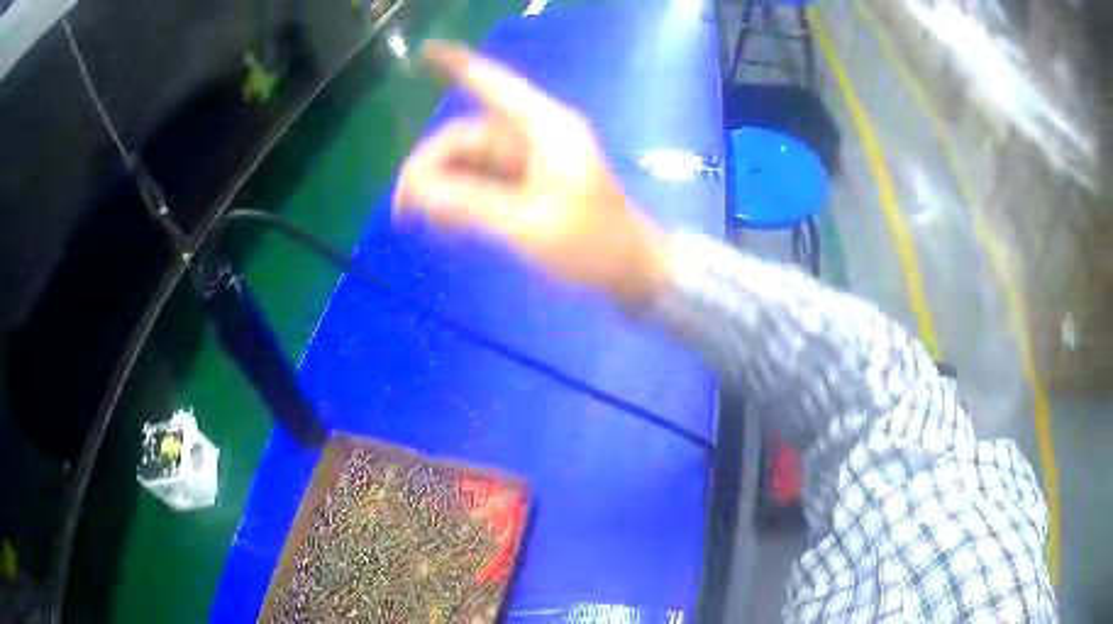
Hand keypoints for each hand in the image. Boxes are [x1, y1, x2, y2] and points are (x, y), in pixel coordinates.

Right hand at [392, 41, 669, 304]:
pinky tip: (448, 226)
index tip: (424, 52)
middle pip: (467, 136)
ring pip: (471, 161)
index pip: (492, 85)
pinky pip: (483, 181)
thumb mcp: (527, 224)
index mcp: (544, 128)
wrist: (632, 269)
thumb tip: (415, 186)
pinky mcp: (528, 183)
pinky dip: (461, 198)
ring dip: (442, 188)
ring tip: (423, 224)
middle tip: (403, 211)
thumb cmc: (592, 244)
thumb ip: (468, 202)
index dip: (457, 66)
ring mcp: (531, 160)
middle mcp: (534, 135)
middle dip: (430, 167)